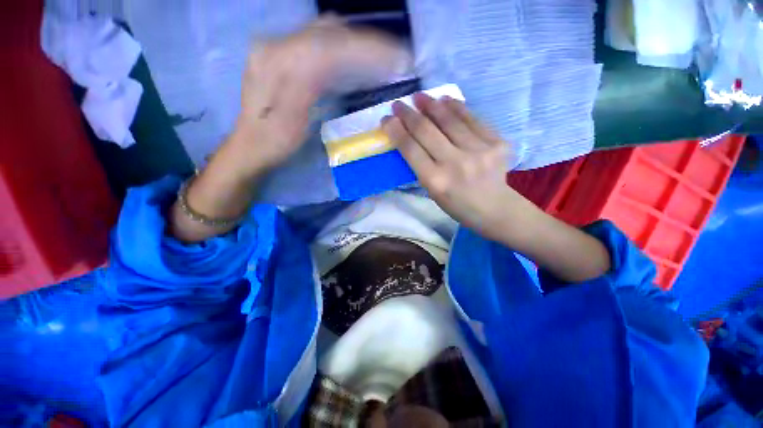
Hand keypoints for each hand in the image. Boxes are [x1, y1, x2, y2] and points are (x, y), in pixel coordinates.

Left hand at [170, 18, 409, 242]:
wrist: (250, 144)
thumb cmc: (274, 142)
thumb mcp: (291, 124)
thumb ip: (309, 90)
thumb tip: (337, 66)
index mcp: (276, 65)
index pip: (328, 46)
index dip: (366, 49)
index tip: (396, 58)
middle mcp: (275, 46)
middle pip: (329, 32)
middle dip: (367, 42)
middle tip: (397, 56)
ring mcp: (278, 48)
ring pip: (325, 33)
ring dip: (358, 42)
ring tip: (384, 56)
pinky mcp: (284, 55)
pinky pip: (320, 42)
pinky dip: (345, 47)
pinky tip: (359, 59)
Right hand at [383, 94, 611, 281]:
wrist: (495, 209)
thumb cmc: (457, 206)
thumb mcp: (432, 192)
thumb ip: (421, 166)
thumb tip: (411, 138)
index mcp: (435, 181)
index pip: (410, 149)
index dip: (395, 130)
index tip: (386, 119)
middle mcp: (455, 164)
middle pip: (426, 131)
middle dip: (408, 114)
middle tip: (398, 104)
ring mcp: (479, 151)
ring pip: (450, 120)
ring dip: (431, 105)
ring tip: (420, 96)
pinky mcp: (497, 143)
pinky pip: (472, 119)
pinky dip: (456, 107)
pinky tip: (445, 99)